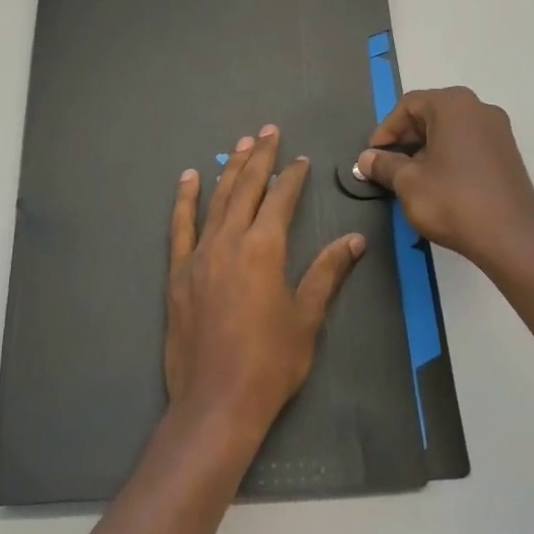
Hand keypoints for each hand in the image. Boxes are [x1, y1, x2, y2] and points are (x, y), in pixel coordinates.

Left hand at [164, 125, 365, 436]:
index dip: (292, 176)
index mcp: (264, 249)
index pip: (280, 199)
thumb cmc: (270, 362)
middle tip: (268, 131)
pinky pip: (181, 226)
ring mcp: (199, 254)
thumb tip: (355, 240)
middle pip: (246, 188)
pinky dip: (185, 199)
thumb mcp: (307, 318)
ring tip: (240, 143)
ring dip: (229, 168)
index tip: (300, 159)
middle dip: (260, 157)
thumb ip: (327, 272)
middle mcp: (229, 241)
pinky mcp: (178, 272)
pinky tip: (189, 178)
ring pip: (216, 199)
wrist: (217, 402)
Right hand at [355, 86, 533, 271]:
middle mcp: (479, 109)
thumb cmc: (453, 201)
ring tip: (411, 178)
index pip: (408, 105)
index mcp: (454, 105)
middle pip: (431, 114)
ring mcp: (498, 132)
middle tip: (388, 166)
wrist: (513, 239)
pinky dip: (448, 157)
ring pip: (450, 131)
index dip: (386, 130)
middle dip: (405, 139)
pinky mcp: (508, 155)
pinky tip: (439, 184)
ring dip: (426, 149)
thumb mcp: (407, 182)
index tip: (373, 156)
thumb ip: (383, 164)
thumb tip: (367, 158)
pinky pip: (469, 145)